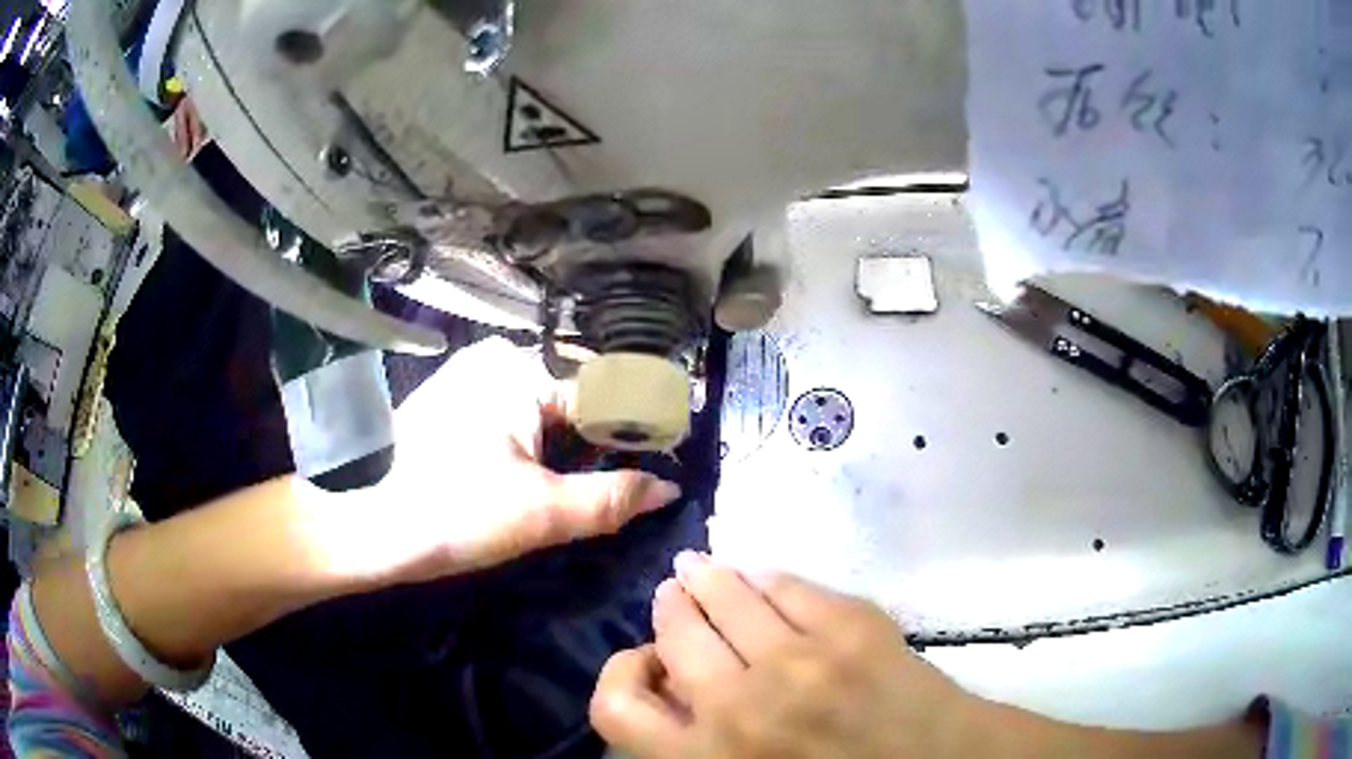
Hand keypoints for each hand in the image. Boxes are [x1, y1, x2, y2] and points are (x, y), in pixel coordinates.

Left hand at [360, 338, 681, 583]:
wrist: (375, 526)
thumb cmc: (458, 515)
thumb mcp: (543, 513)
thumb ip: (612, 498)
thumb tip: (667, 487)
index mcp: (520, 371)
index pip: (601, 397)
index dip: (634, 433)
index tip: (660, 460)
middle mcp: (495, 358)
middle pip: (572, 399)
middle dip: (596, 442)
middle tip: (619, 482)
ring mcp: (467, 375)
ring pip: (541, 406)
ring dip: (566, 443)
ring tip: (578, 483)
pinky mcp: (450, 398)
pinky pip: (510, 411)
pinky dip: (532, 439)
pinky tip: (530, 472)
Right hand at [590, 554, 981, 757]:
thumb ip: (696, 746)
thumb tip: (672, 687)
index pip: (614, 707)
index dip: (620, 675)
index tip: (646, 663)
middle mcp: (740, 706)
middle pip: (673, 630)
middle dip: (669, 607)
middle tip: (674, 597)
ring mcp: (800, 658)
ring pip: (726, 592)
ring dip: (706, 577)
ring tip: (700, 570)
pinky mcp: (851, 624)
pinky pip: (787, 583)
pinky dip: (764, 576)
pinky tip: (759, 575)